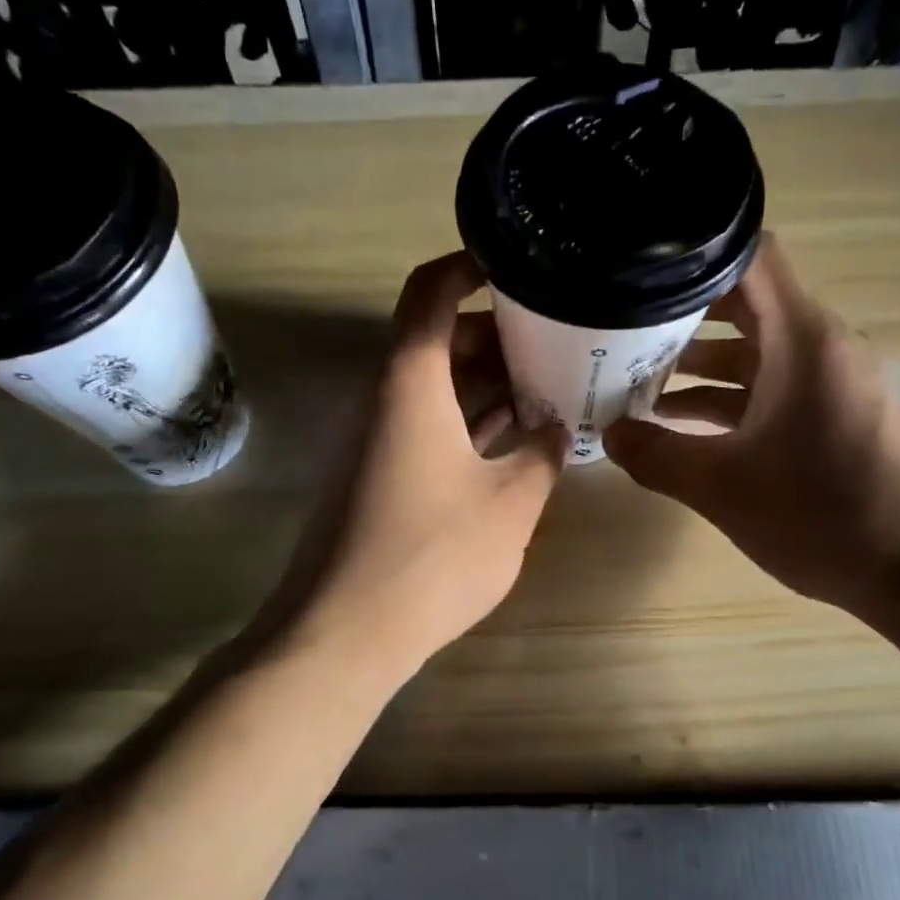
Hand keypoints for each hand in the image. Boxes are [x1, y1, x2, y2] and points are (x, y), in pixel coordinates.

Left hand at [264, 253, 565, 680]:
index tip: (518, 267)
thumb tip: (554, 425)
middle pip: (436, 339)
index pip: (429, 292)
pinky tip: (513, 438)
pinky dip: (467, 422)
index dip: (469, 267)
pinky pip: (426, 427)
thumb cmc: (432, 557)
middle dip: (496, 334)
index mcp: (409, 384)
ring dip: (486, 382)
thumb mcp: (510, 503)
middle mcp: (384, 399)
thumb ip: (541, 453)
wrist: (344, 633)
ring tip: (547, 385)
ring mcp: (376, 440)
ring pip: (434, 387)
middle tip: (555, 340)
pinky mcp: (377, 476)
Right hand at [603, 234, 899, 616]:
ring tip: (636, 382)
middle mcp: (822, 346)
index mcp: (802, 340)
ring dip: (700, 364)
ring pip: (756, 351)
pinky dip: (729, 397)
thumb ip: (656, 455)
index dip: (694, 255)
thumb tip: (610, 436)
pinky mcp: (835, 414)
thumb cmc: (819, 514)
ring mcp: (832, 381)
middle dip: (682, 316)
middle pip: (745, 304)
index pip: (751, 257)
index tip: (641, 271)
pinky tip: (681, 424)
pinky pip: (773, 386)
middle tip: (622, 331)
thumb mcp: (720, 487)